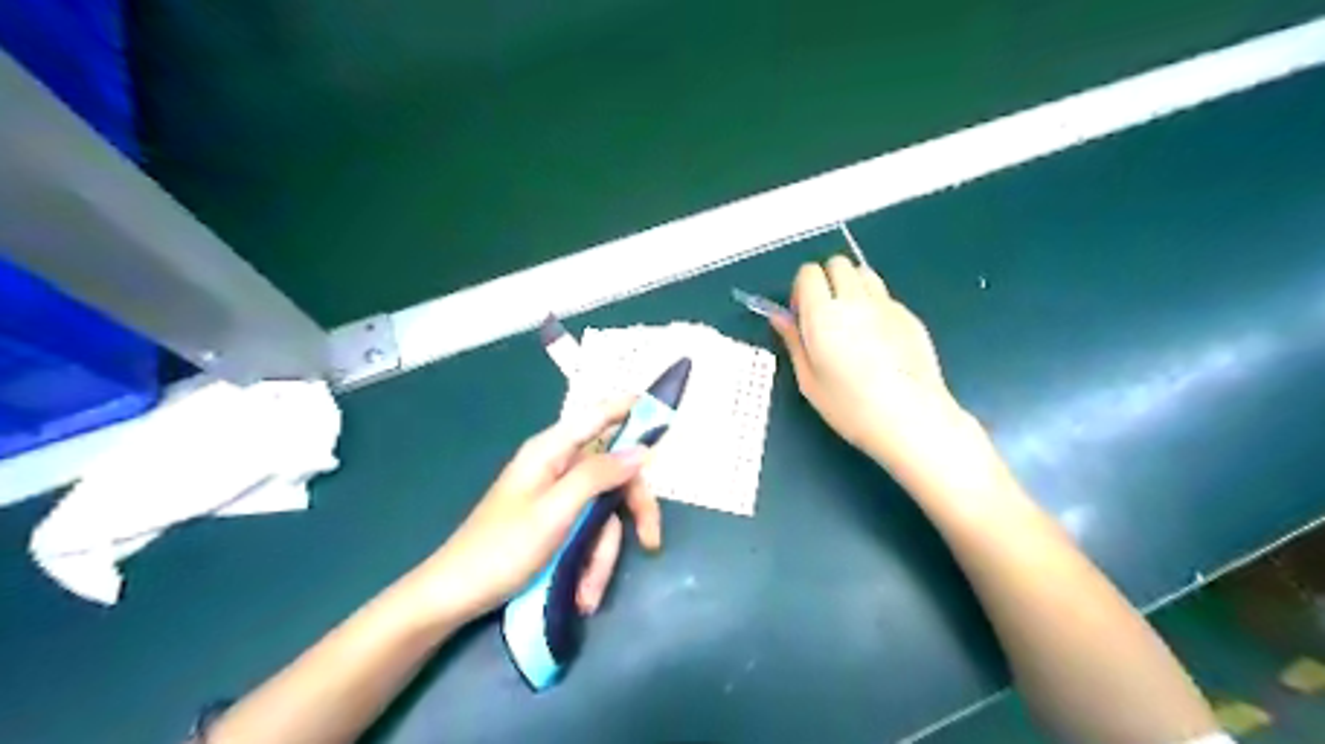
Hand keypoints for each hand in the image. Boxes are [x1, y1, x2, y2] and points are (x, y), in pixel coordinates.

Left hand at [409, 397, 655, 624]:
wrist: (454, 597)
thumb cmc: (501, 549)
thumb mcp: (556, 512)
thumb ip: (598, 476)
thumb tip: (641, 451)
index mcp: (551, 451)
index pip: (597, 415)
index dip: (629, 409)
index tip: (663, 411)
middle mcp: (558, 467)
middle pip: (613, 473)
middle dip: (631, 511)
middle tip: (651, 540)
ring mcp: (557, 498)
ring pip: (603, 513)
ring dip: (602, 555)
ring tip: (587, 593)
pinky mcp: (555, 524)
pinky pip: (587, 533)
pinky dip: (588, 563)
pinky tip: (581, 594)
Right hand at [772, 257, 976, 472]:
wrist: (911, 419)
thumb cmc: (851, 408)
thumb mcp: (809, 381)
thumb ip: (793, 342)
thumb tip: (780, 317)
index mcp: (823, 315)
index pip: (808, 273)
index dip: (801, 289)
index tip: (803, 315)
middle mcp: (855, 300)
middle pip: (837, 263)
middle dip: (827, 280)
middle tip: (825, 315)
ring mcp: (887, 305)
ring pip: (864, 272)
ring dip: (852, 286)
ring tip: (851, 322)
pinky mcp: (910, 315)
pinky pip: (885, 296)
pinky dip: (875, 305)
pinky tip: (878, 341)